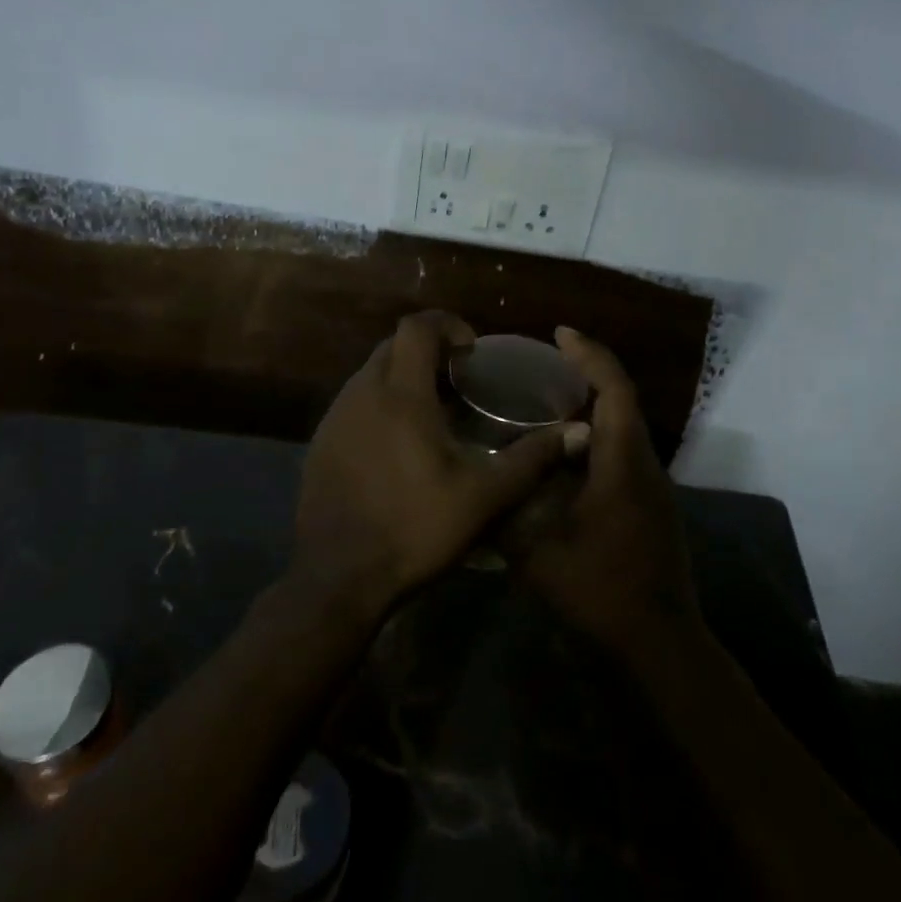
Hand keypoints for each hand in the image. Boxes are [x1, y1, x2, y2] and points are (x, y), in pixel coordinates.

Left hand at [291, 311, 581, 624]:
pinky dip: (380, 401)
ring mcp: (335, 417)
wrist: (338, 577)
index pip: (416, 327)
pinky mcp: (320, 441)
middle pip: (392, 344)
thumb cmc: (415, 528)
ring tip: (433, 409)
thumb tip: (580, 432)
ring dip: (402, 375)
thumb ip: (532, 458)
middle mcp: (362, 393)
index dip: (447, 324)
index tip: (471, 349)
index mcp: (401, 395)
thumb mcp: (485, 496)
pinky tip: (399, 442)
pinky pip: (354, 401)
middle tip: (458, 377)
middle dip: (427, 348)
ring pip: (370, 372)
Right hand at [504, 327, 701, 654]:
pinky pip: (622, 452)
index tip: (560, 333)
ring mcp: (651, 487)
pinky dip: (596, 436)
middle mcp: (644, 465)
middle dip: (588, 372)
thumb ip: (505, 513)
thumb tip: (476, 483)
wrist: (660, 643)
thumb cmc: (601, 591)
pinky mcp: (649, 506)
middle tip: (544, 363)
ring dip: (593, 404)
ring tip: (546, 399)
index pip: (614, 390)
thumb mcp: (538, 554)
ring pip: (624, 427)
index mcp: (623, 463)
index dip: (590, 355)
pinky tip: (562, 453)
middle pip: (622, 401)